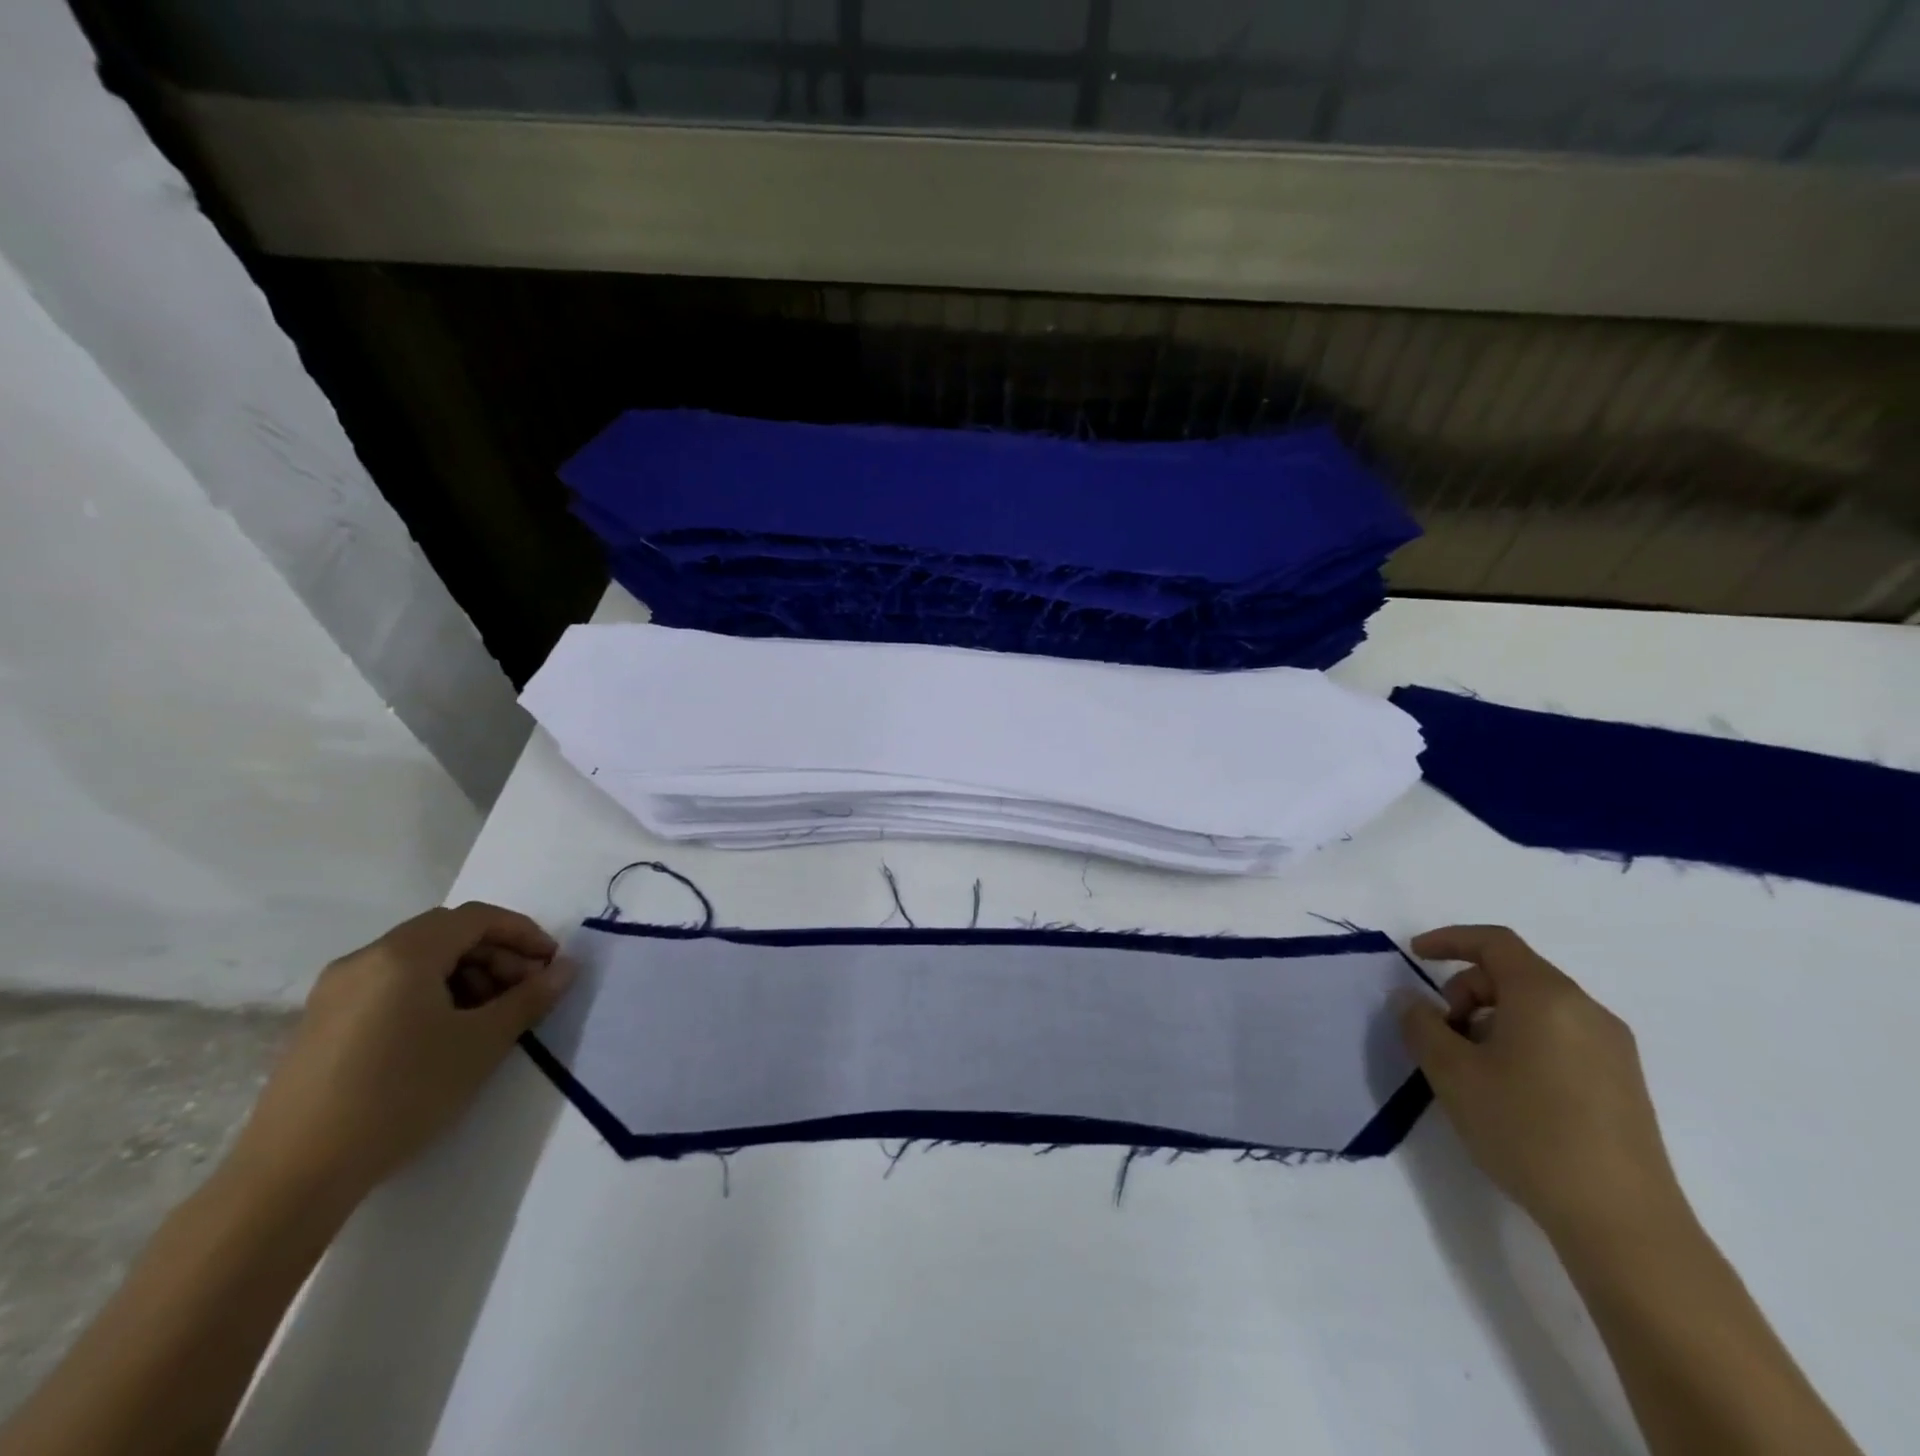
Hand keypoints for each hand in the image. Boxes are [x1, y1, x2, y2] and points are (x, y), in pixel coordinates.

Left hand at [227, 903, 573, 1210]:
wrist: (293, 1175)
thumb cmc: (401, 1095)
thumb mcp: (481, 1044)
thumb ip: (530, 998)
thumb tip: (566, 969)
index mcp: (403, 954)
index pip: (477, 918)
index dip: (523, 933)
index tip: (551, 965)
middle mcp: (365, 959)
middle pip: (447, 934)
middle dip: (496, 955)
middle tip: (526, 992)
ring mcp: (336, 991)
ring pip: (418, 960)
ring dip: (466, 975)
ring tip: (489, 1018)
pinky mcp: (322, 1023)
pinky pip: (390, 986)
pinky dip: (430, 993)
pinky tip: (444, 1035)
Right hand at [1399, 925, 1685, 1249]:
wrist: (1621, 1222)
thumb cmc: (1526, 1129)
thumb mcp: (1452, 1073)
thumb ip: (1421, 1025)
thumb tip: (1410, 999)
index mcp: (1546, 996)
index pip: (1494, 942)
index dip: (1449, 940)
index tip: (1415, 955)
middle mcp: (1586, 1011)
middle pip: (1514, 974)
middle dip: (1467, 990)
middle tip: (1441, 1033)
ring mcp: (1612, 1049)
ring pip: (1537, 1008)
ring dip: (1492, 1019)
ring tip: (1471, 1067)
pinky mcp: (1623, 1084)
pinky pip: (1560, 1037)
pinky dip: (1522, 1041)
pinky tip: (1508, 1089)